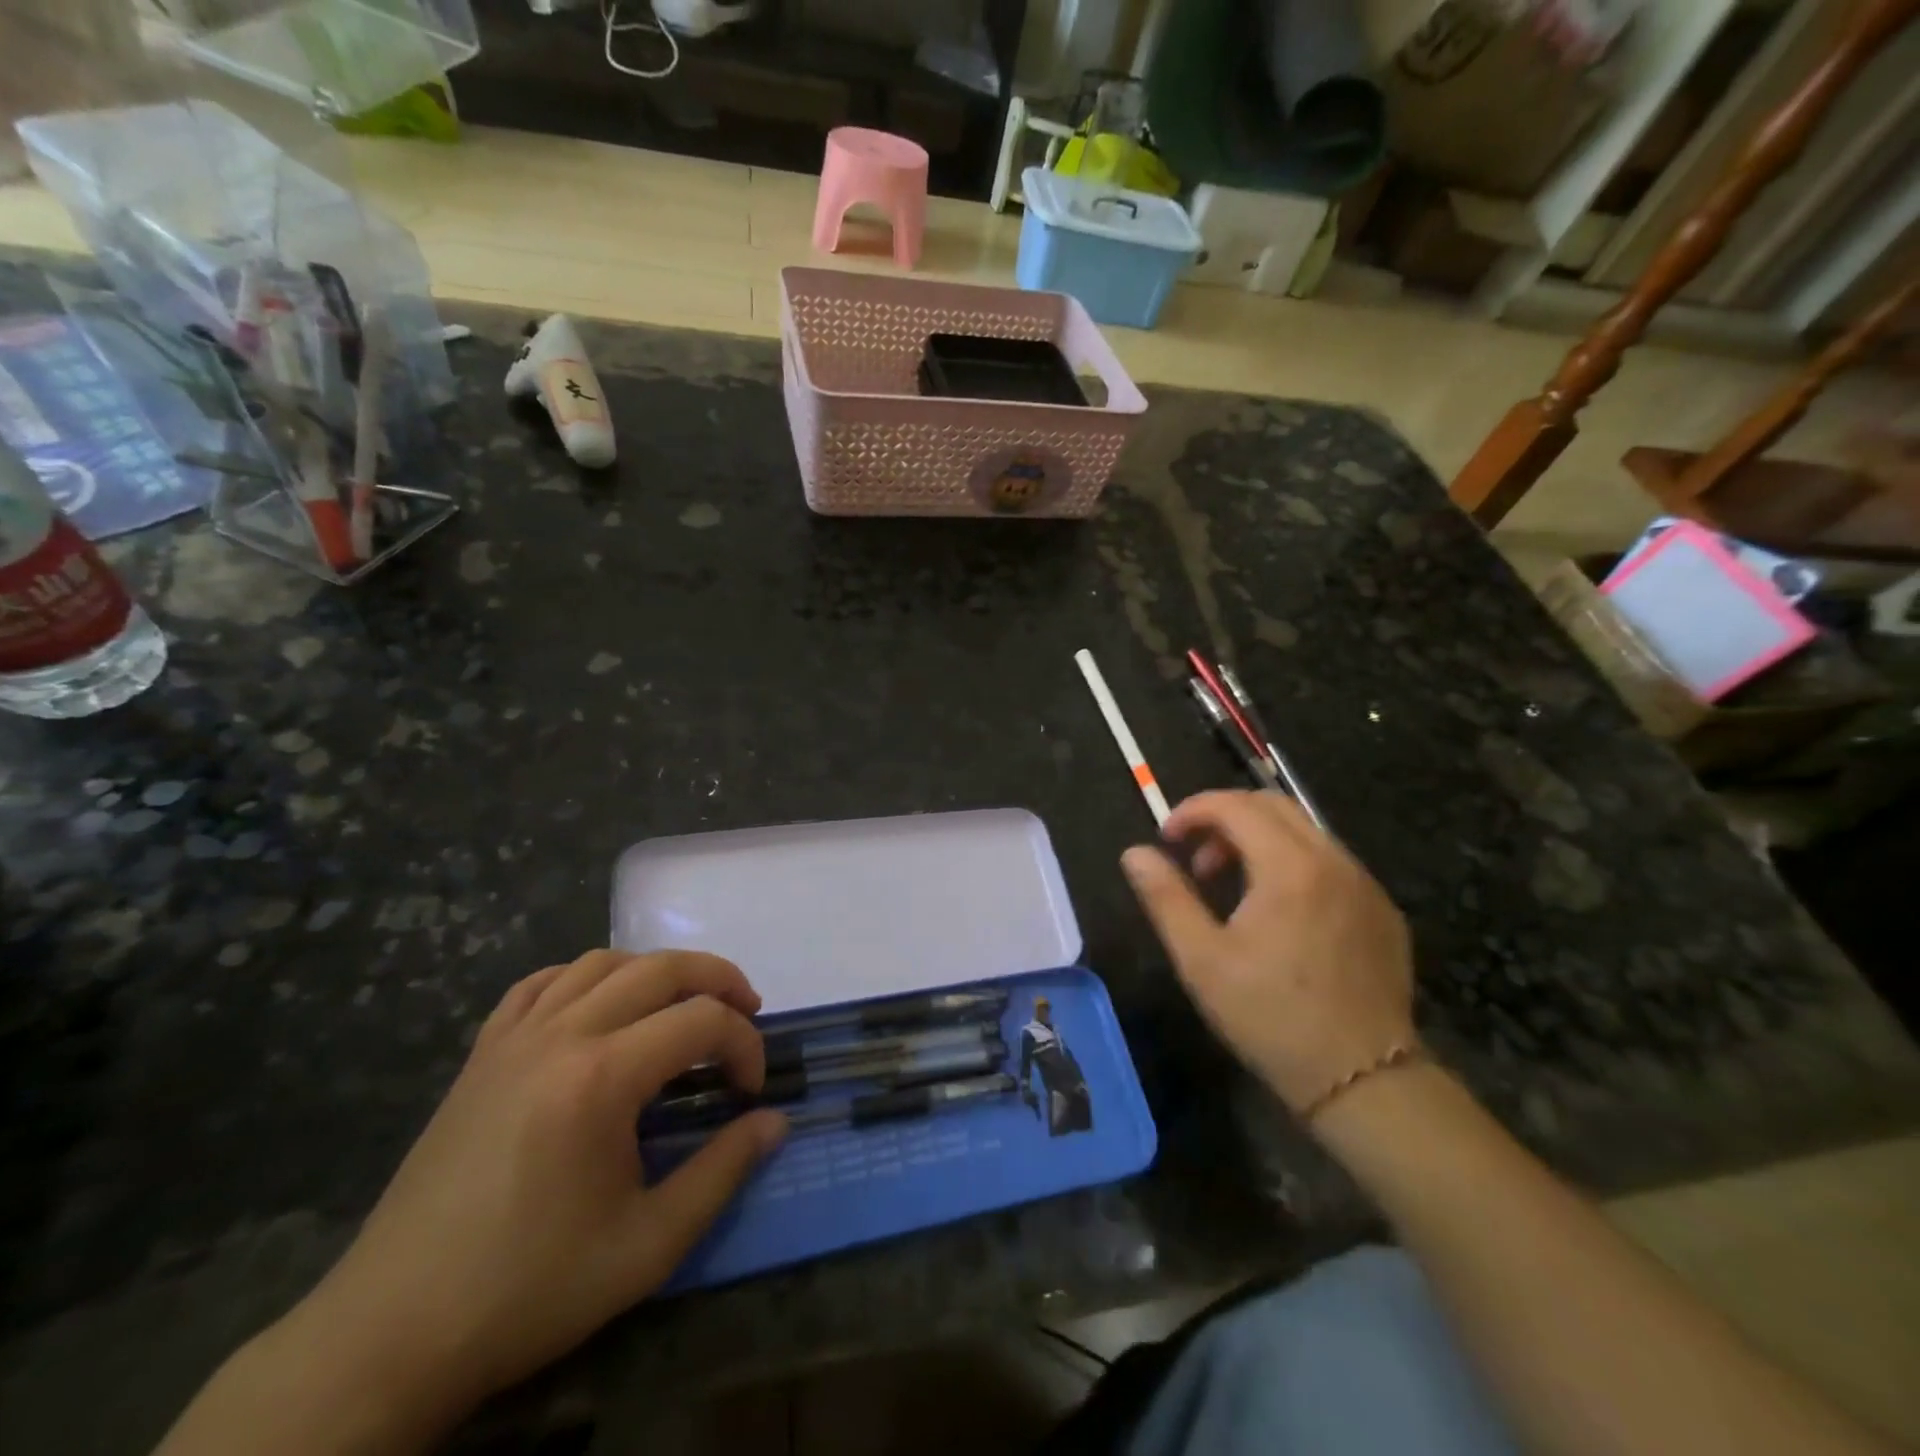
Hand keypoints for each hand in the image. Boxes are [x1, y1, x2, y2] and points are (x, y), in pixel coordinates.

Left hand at [285, 950, 786, 1432]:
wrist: (393, 1334)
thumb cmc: (530, 1288)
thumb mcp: (648, 1245)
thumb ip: (723, 1171)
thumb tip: (776, 1121)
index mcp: (603, 1076)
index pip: (702, 1021)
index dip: (744, 1045)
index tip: (752, 1091)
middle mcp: (561, 1035)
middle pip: (660, 968)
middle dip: (717, 979)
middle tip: (746, 1011)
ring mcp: (514, 1039)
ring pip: (602, 962)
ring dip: (655, 971)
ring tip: (680, 1005)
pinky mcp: (481, 1055)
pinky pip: (540, 983)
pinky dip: (584, 978)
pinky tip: (598, 1008)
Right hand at [1121, 791, 1415, 1117]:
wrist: (1366, 1081)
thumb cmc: (1271, 1017)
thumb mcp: (1201, 960)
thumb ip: (1166, 897)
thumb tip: (1135, 853)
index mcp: (1290, 867)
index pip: (1235, 806)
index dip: (1192, 811)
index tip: (1166, 840)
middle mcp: (1335, 861)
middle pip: (1273, 805)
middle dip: (1224, 820)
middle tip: (1197, 862)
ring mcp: (1366, 885)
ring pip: (1305, 832)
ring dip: (1259, 841)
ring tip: (1232, 889)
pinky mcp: (1383, 911)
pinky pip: (1331, 863)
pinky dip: (1293, 863)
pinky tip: (1279, 913)